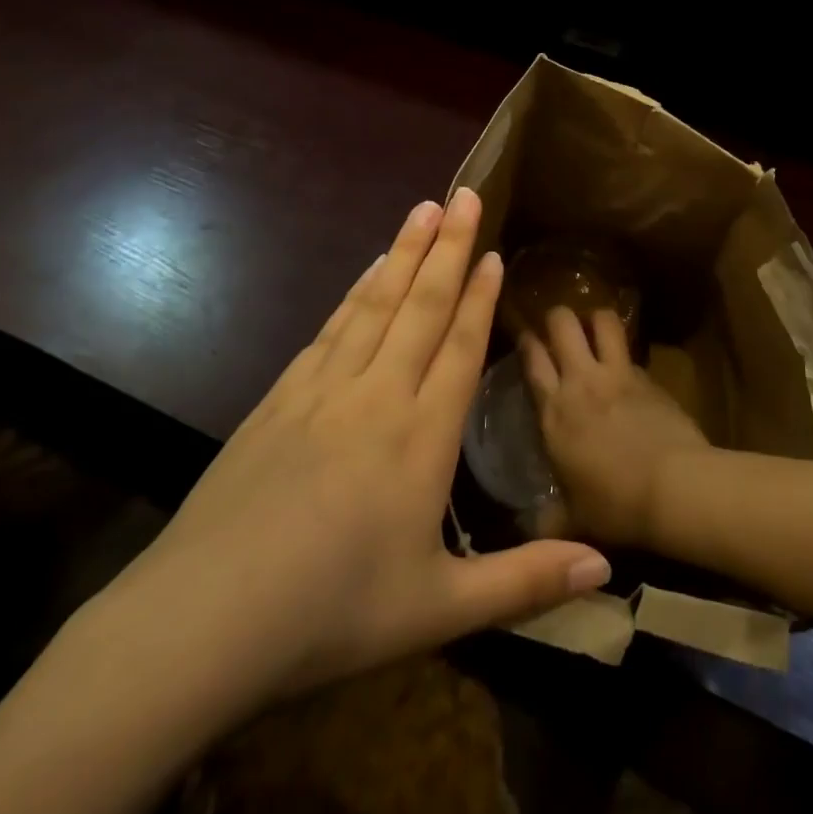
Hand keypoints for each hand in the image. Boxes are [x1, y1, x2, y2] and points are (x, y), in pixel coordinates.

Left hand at [90, 191, 612, 735]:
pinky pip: (329, 330)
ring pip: (373, 305)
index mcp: (421, 438)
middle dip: (447, 248)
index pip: (459, 348)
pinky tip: (365, 273)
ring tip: (422, 210)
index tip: (494, 251)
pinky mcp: (278, 399)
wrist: (204, 618)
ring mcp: (321, 392)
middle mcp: (376, 397)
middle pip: (419, 307)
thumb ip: (527, 581)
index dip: (479, 297)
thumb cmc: (332, 614)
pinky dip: (354, 293)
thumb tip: (608, 563)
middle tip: (464, 195)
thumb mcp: (441, 608)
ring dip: (402, 254)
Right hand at [521, 307, 710, 547]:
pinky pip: (631, 352)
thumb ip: (546, 520)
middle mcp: (582, 381)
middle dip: (558, 316)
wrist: (675, 489)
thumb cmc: (615, 505)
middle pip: (563, 323)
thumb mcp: (572, 520)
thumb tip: (527, 531)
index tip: (524, 334)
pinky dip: (624, 353)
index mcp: (554, 410)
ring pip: (603, 321)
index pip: (532, 358)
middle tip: (558, 325)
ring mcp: (619, 374)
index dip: (526, 340)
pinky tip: (625, 368)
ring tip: (592, 327)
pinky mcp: (650, 378)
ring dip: (595, 318)